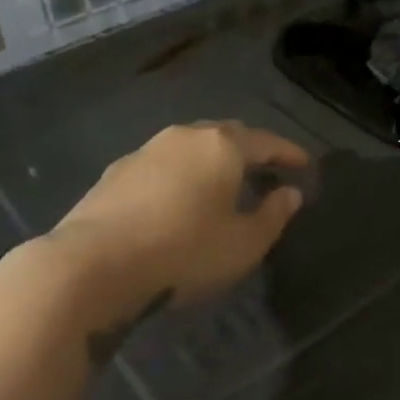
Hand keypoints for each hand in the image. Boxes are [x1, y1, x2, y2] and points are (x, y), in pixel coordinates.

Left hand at [50, 121, 309, 309]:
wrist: (93, 264)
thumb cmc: (184, 251)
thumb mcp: (243, 244)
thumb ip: (273, 216)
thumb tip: (290, 193)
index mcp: (221, 146)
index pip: (266, 142)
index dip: (289, 153)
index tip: (306, 165)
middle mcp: (184, 137)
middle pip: (227, 136)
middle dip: (251, 151)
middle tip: (268, 170)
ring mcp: (146, 151)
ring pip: (191, 148)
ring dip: (213, 162)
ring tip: (226, 184)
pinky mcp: (117, 172)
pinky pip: (164, 166)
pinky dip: (183, 176)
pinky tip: (181, 198)